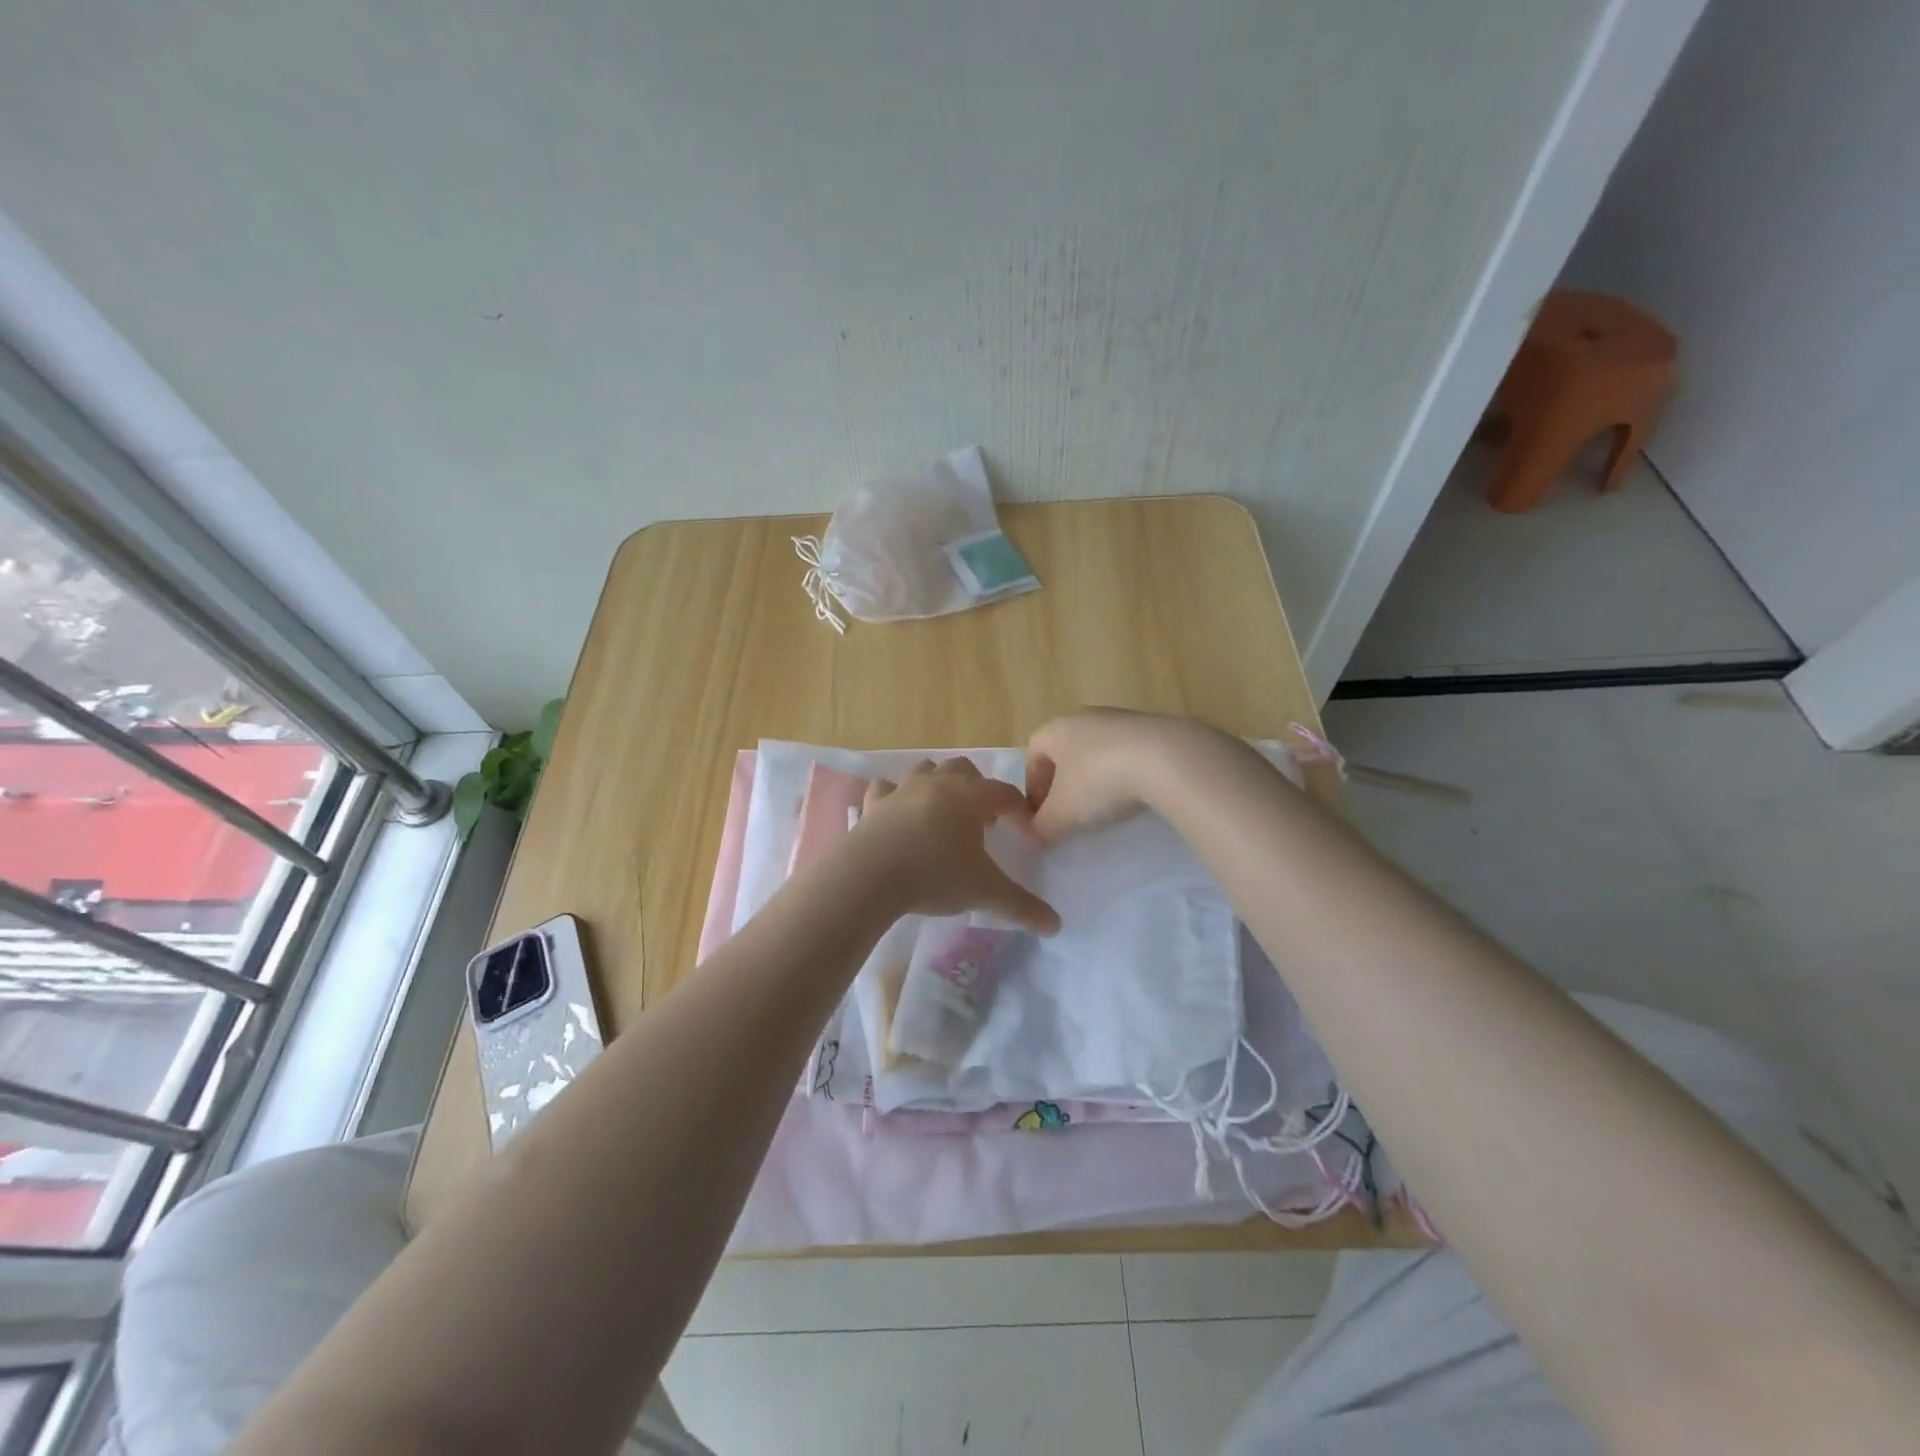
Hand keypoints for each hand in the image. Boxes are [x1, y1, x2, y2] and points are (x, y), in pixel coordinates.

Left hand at [848, 759, 1059, 934]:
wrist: (870, 875)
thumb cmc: (935, 875)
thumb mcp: (985, 893)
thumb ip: (1022, 906)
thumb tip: (1056, 926)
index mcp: (971, 797)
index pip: (1005, 793)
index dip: (1018, 809)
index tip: (1024, 829)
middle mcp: (939, 783)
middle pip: (965, 770)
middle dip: (977, 789)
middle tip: (981, 820)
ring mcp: (903, 789)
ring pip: (927, 770)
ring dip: (939, 784)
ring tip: (943, 814)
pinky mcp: (874, 803)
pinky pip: (886, 788)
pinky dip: (895, 795)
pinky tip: (898, 813)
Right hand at [1024, 708, 1216, 842]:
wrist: (1168, 759)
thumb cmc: (1100, 781)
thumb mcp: (1062, 814)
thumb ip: (1041, 827)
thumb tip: (1034, 836)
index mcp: (1056, 729)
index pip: (1032, 753)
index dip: (1032, 785)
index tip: (1041, 814)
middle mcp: (1086, 717)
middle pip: (1066, 751)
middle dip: (1065, 783)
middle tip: (1071, 813)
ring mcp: (1123, 720)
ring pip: (1099, 752)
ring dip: (1097, 778)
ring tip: (1106, 808)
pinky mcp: (1156, 730)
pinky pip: (1130, 754)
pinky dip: (1127, 775)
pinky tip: (1136, 797)